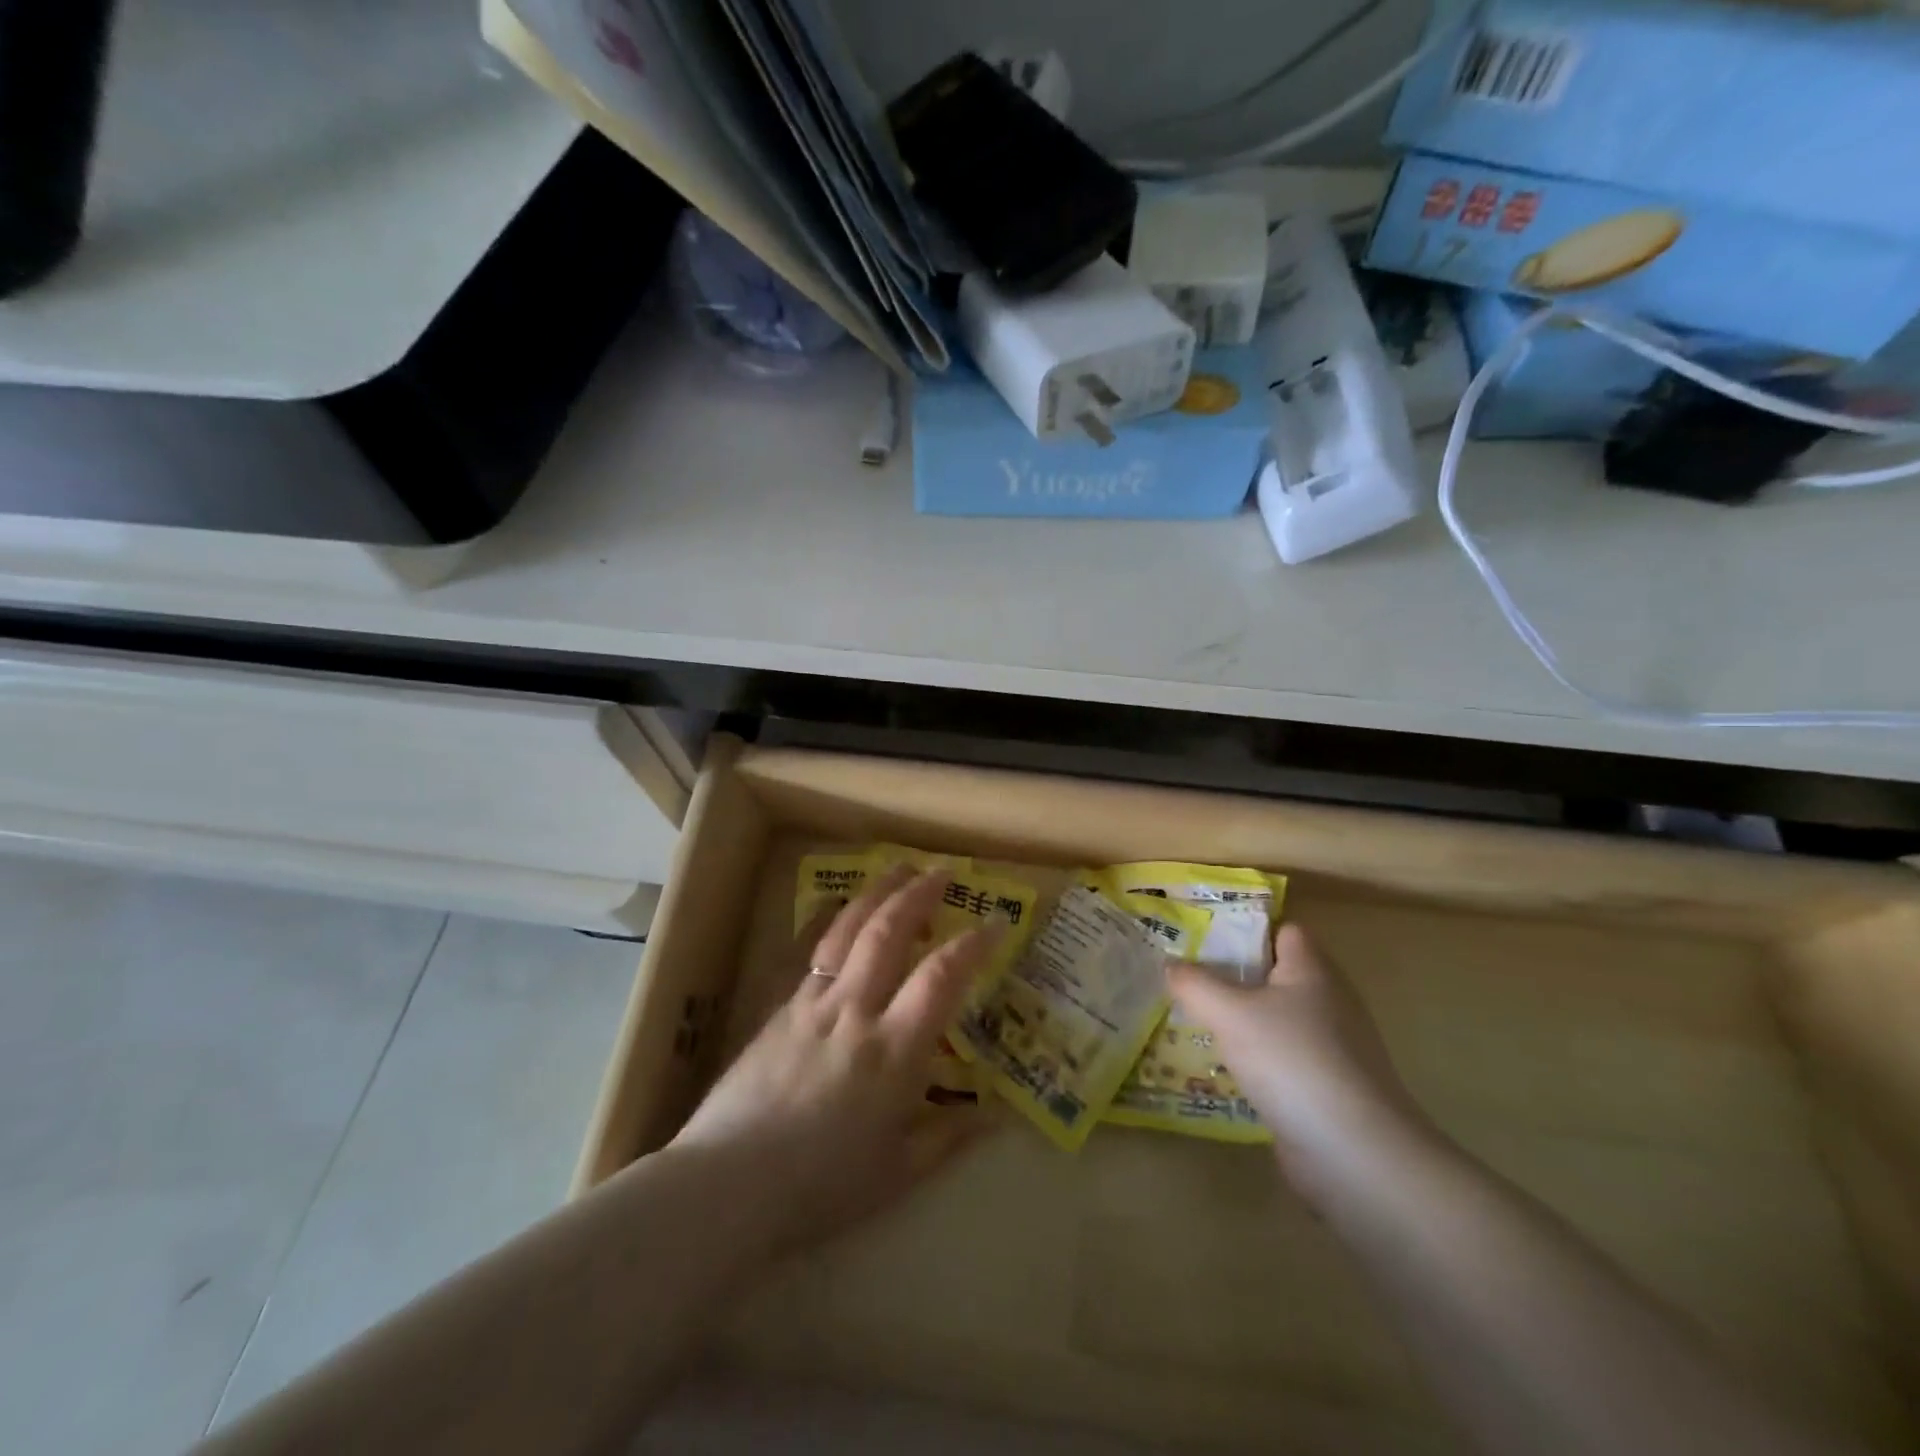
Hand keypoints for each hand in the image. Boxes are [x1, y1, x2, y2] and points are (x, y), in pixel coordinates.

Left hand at [671, 866, 995, 1255]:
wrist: (728, 1184)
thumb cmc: (821, 1185)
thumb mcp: (897, 1173)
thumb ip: (948, 1137)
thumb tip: (995, 1116)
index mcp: (892, 1052)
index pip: (940, 978)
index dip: (972, 945)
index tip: (995, 924)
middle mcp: (854, 1012)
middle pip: (889, 933)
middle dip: (919, 894)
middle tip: (943, 871)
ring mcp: (812, 1003)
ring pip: (847, 930)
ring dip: (877, 892)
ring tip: (898, 868)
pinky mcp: (780, 1007)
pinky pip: (810, 950)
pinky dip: (830, 919)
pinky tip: (837, 905)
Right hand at [1171, 924, 1435, 1200]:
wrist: (1355, 1154)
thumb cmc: (1292, 1061)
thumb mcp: (1229, 1014)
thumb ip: (1194, 984)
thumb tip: (1169, 964)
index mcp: (1312, 971)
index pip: (1284, 930)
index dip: (1247, 928)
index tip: (1203, 936)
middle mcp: (1328, 1002)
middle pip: (1276, 975)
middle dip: (1233, 976)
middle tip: (1186, 978)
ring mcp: (1332, 1048)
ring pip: (1276, 1020)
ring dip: (1241, 1022)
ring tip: (1193, 1020)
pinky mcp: (1327, 1088)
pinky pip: (1282, 1059)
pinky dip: (1255, 1061)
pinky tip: (1222, 1070)